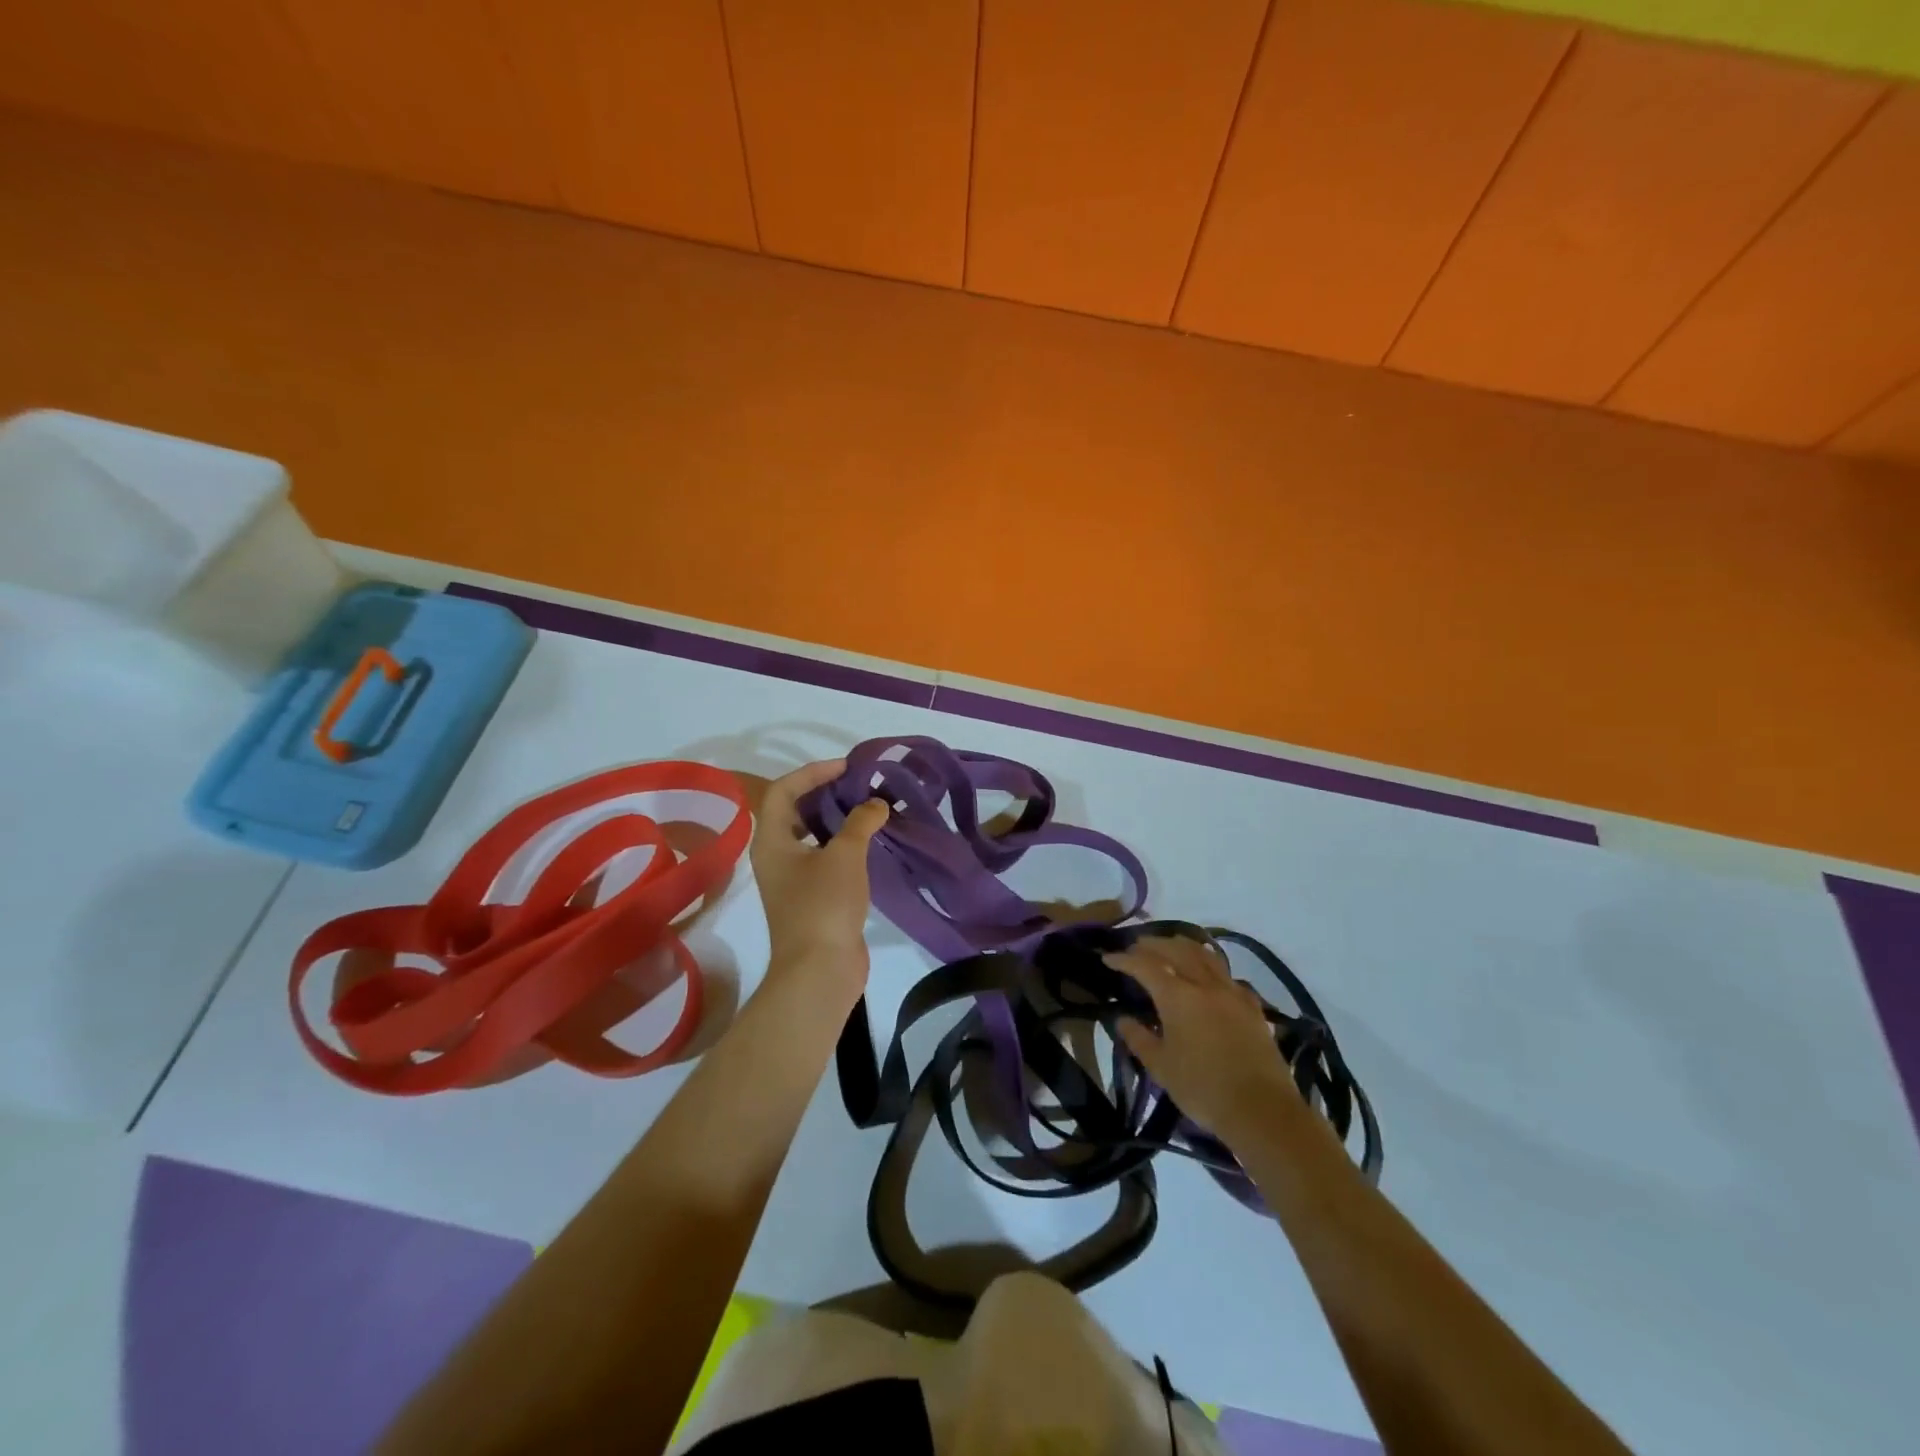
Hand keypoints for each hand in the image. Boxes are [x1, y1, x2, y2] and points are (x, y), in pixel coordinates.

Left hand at [750, 759, 889, 993]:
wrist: (820, 970)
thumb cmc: (824, 905)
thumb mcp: (845, 855)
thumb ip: (860, 822)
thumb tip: (876, 803)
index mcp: (771, 841)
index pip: (782, 790)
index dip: (812, 773)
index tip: (846, 768)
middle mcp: (776, 856)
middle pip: (795, 811)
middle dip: (825, 794)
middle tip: (859, 785)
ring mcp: (794, 879)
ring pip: (812, 836)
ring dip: (838, 820)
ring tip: (869, 808)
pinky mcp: (813, 897)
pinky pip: (826, 858)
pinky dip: (846, 845)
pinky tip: (872, 842)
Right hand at [1105, 936, 1302, 1147]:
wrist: (1262, 1110)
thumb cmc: (1203, 1089)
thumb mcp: (1161, 1068)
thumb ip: (1139, 1039)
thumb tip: (1122, 1019)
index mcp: (1177, 996)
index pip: (1145, 965)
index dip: (1124, 959)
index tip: (1108, 958)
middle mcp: (1204, 984)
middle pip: (1175, 950)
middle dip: (1152, 945)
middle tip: (1136, 947)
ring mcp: (1232, 992)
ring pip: (1205, 954)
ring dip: (1182, 945)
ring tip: (1170, 946)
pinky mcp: (1252, 1006)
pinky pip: (1226, 974)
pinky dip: (1210, 966)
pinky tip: (1207, 976)